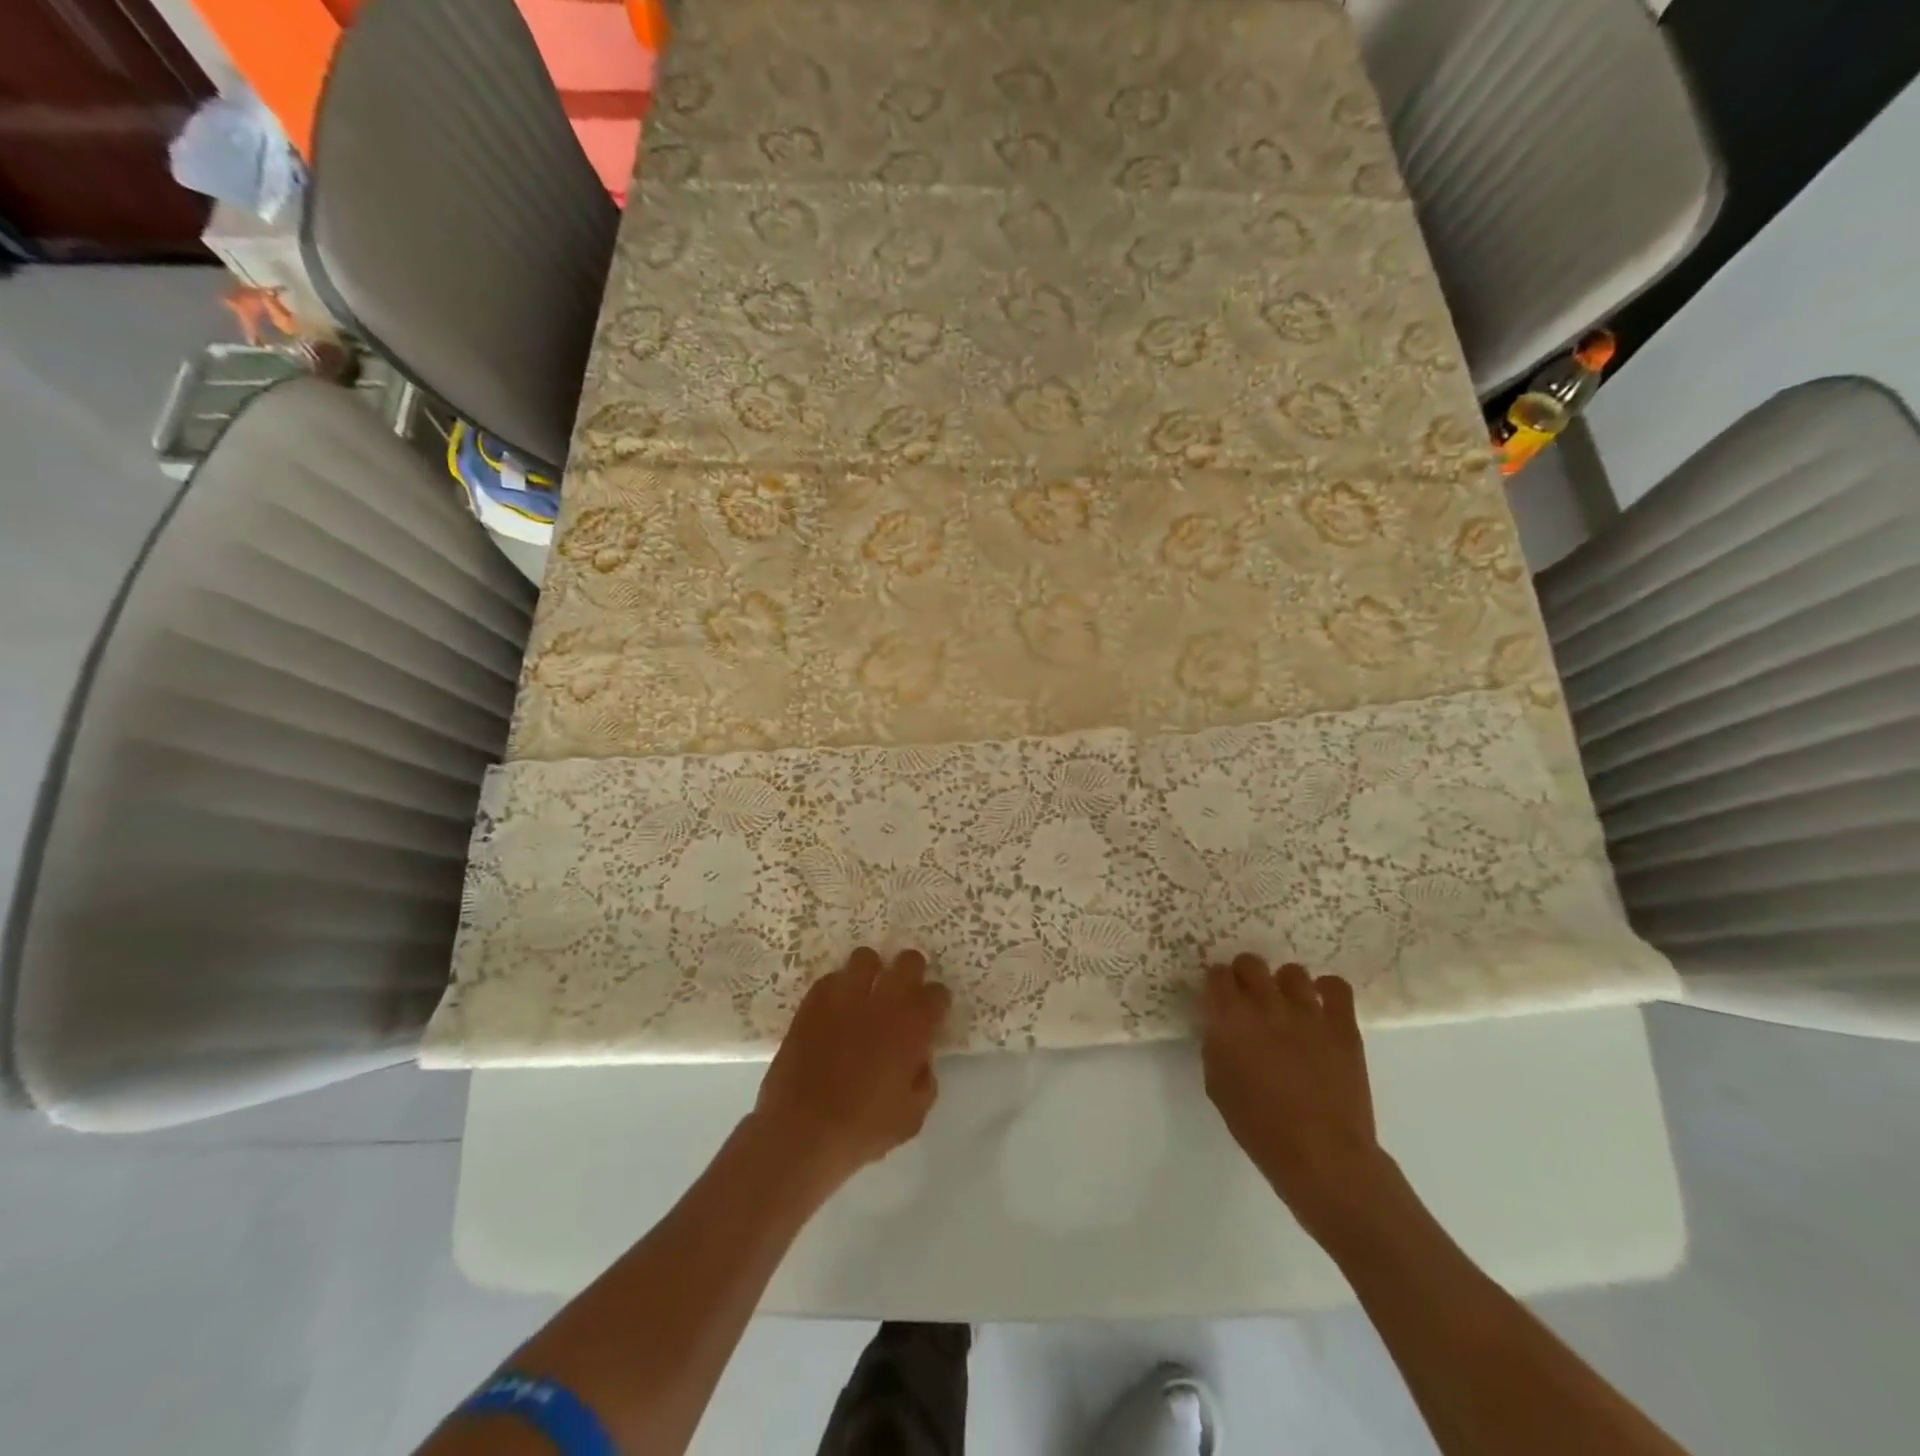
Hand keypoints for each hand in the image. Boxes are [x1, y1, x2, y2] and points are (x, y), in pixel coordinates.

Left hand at [754, 947, 950, 1185]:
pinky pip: (831, 979)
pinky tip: (836, 1010)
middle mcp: (883, 1001)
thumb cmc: (864, 1128)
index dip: (936, 1003)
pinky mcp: (812, 1003)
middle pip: (908, 961)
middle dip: (911, 972)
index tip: (931, 1016)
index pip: (937, 993)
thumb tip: (920, 1060)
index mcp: (913, 1026)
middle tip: (904, 993)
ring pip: (865, 958)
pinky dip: (838, 989)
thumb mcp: (912, 1116)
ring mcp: (845, 997)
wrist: (803, 1131)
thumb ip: (924, 1080)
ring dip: (871, 972)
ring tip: (866, 993)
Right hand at [1202, 955, 1391, 1239]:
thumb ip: (1216, 1045)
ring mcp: (1307, 1011)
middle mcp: (1265, 1004)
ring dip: (1284, 985)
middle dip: (1246, 976)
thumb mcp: (1218, 1085)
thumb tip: (1221, 1025)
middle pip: (1250, 963)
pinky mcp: (1342, 1024)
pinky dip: (1327, 991)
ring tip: (1288, 1006)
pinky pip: (1336, 986)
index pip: (1217, 975)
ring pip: (1291, 971)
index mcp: (1229, 1018)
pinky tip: (1322, 1007)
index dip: (1217, 984)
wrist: (1322, 1156)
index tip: (1220, 998)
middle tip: (1249, 999)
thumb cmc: (1260, 1127)